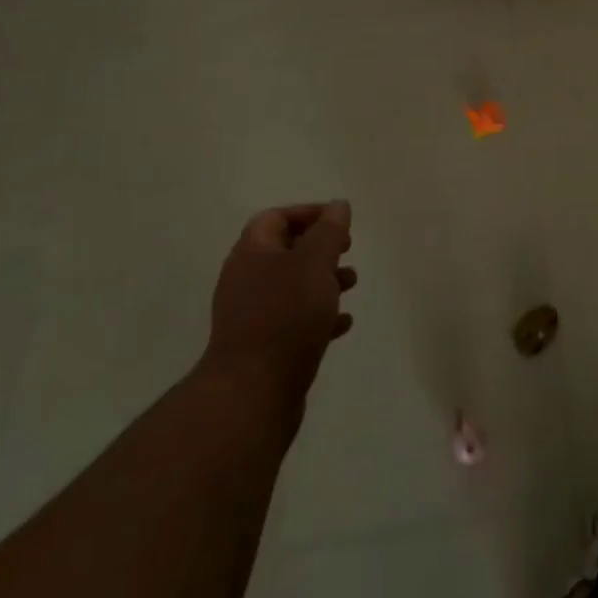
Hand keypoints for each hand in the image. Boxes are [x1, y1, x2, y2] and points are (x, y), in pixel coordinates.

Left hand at [202, 202, 356, 420]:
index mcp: (252, 252)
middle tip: (348, 250)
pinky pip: (293, 319)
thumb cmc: (286, 315)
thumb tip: (338, 205)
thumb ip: (329, 231)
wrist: (252, 393)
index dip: (309, 213)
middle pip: (285, 251)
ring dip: (323, 280)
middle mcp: (246, 279)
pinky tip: (342, 323)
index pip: (277, 217)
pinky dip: (318, 314)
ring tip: (352, 284)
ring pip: (292, 286)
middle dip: (320, 248)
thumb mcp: (315, 263)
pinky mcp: (262, 346)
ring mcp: (251, 315)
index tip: (341, 221)